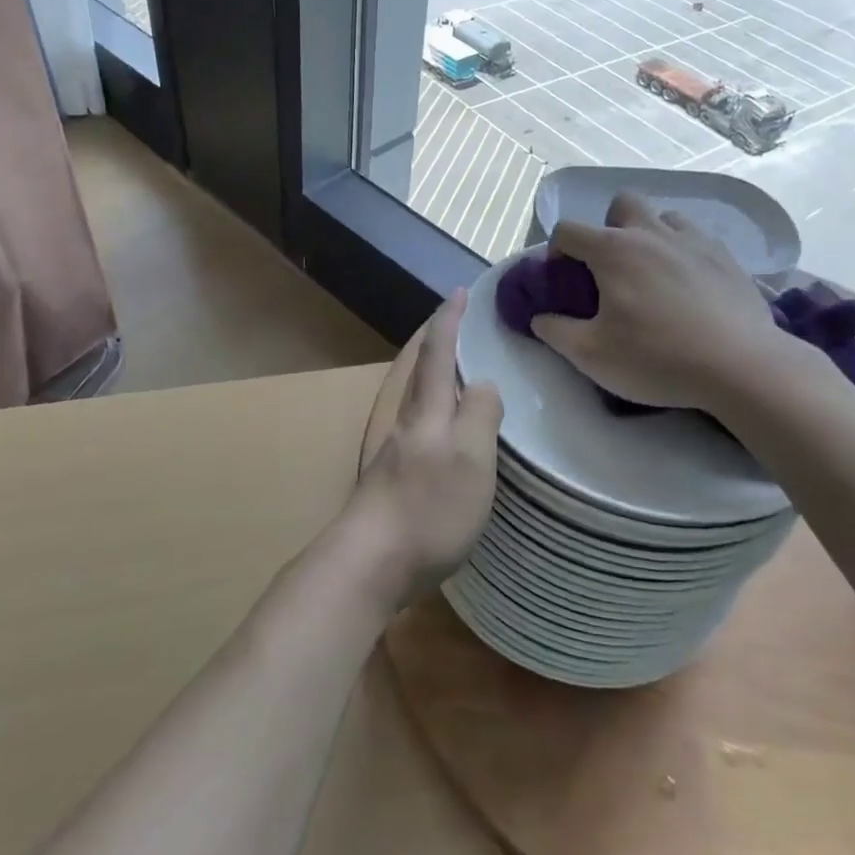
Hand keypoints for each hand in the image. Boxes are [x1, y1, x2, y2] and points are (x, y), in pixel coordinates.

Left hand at [346, 291, 503, 612]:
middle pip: (420, 370)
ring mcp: (395, 451)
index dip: (449, 320)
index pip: (439, 353)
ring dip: (434, 374)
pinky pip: (417, 425)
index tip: (459, 292)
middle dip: (436, 341)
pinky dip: (433, 409)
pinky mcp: (392, 479)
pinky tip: (443, 428)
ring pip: (415, 397)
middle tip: (456, 322)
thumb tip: (484, 383)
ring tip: (457, 369)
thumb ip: (481, 415)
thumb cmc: (428, 507)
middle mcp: (406, 423)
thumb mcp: (471, 458)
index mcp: (427, 411)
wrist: (370, 562)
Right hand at [531, 193, 790, 411]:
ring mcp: (695, 241)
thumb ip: (556, 331)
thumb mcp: (591, 354)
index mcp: (614, 251)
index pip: (569, 230)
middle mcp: (652, 234)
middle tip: (612, 268)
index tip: (563, 279)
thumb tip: (540, 317)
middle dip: (610, 226)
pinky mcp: (728, 258)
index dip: (557, 250)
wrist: (741, 366)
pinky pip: (698, 240)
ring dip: (651, 235)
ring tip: (653, 274)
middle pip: (623, 204)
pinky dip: (685, 254)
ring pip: (665, 217)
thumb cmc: (657, 357)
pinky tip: (689, 288)